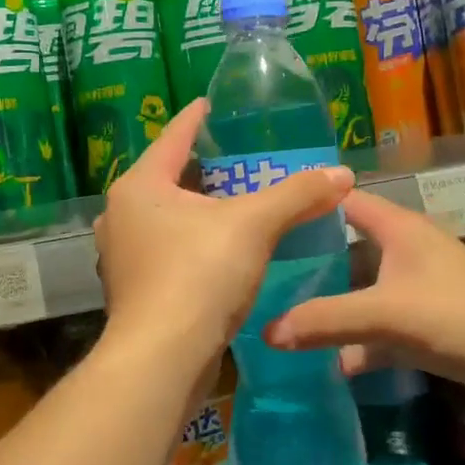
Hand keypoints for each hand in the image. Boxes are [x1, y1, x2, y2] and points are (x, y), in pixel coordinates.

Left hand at [94, 98, 353, 362]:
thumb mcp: (253, 226)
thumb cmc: (198, 276)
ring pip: (165, 219)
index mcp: (140, 186)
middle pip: (167, 179)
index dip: (196, 119)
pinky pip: (166, 251)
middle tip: (237, 159)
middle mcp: (120, 216)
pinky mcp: (134, 291)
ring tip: (233, 203)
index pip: (173, 137)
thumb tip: (343, 174)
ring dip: (196, 210)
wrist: (162, 359)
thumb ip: (297, 195)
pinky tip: (219, 251)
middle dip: (201, 169)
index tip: (212, 104)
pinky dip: (192, 243)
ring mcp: (122, 256)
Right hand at [264, 190, 464, 410]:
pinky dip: (359, 345)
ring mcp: (417, 291)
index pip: (345, 201)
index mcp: (398, 229)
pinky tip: (330, 364)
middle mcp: (406, 252)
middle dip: (309, 264)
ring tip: (282, 320)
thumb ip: (326, 320)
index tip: (266, 218)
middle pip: (347, 249)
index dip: (308, 204)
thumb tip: (267, 333)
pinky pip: (381, 329)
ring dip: (332, 308)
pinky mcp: (427, 327)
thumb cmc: (459, 315)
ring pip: (362, 292)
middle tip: (261, 276)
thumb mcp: (386, 314)